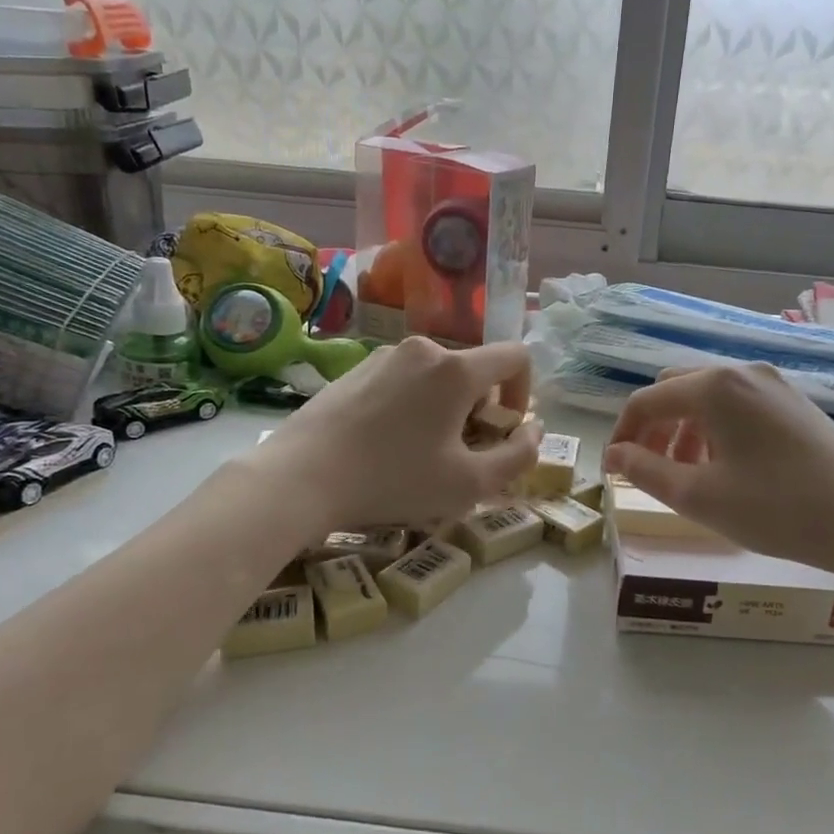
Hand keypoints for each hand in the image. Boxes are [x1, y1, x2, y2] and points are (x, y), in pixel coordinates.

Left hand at [251, 336, 540, 536]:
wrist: (299, 478)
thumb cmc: (393, 480)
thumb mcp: (469, 483)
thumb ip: (518, 456)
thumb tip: (534, 431)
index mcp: (456, 368)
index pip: (516, 356)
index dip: (525, 392)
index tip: (506, 429)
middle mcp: (423, 349)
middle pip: (474, 369)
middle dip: (482, 409)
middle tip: (463, 453)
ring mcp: (383, 356)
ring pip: (437, 376)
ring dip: (447, 409)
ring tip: (423, 453)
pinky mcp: (354, 370)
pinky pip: (403, 381)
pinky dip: (414, 406)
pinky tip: (387, 445)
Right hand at [604, 364, 833, 577]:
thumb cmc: (776, 508)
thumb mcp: (699, 496)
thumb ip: (645, 470)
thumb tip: (613, 454)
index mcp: (713, 386)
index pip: (645, 400)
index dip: (622, 434)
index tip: (613, 470)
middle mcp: (742, 373)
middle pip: (676, 390)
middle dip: (654, 429)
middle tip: (649, 470)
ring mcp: (774, 386)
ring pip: (708, 399)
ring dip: (684, 430)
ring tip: (686, 475)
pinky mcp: (795, 404)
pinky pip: (738, 407)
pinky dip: (716, 431)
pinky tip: (726, 469)